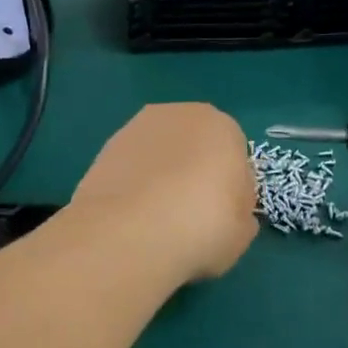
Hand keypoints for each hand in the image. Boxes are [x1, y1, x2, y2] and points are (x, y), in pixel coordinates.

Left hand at [71, 104, 257, 283]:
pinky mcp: (105, 148)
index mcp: (221, 125)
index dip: (230, 187)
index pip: (233, 153)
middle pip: (194, 145)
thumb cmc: (202, 225)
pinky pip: (132, 167)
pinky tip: (132, 217)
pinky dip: (134, 185)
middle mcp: (178, 114)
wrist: (130, 232)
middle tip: (191, 217)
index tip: (223, 216)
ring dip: (161, 177)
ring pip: (160, 154)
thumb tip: (228, 208)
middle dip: (194, 173)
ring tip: (157, 221)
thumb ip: (240, 211)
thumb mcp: (243, 230)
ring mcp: (136, 128)